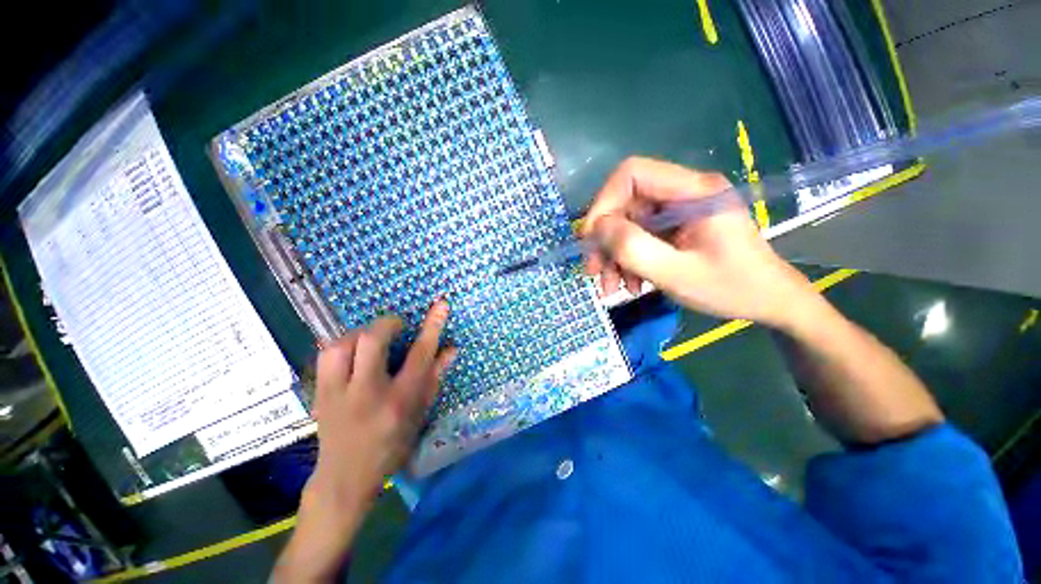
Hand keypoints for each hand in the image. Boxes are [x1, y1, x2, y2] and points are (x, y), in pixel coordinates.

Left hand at [308, 300, 455, 513]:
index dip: (432, 326)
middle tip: (397, 326)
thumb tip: (451, 348)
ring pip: (340, 345)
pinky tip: (352, 351)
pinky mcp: (319, 394)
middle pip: (371, 341)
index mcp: (399, 401)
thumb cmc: (391, 446)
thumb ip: (434, 377)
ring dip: (360, 333)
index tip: (440, 305)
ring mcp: (337, 393)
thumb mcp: (420, 414)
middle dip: (387, 324)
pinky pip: (325, 356)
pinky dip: (342, 345)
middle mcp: (367, 393)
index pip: (420, 355)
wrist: (345, 477)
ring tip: (372, 338)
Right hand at [582, 157, 819, 327]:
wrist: (768, 301)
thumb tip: (598, 228)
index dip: (603, 202)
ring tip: (612, 288)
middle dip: (604, 240)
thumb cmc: (731, 288)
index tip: (590, 239)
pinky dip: (627, 262)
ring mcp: (678, 211)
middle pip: (625, 203)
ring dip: (613, 256)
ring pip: (627, 224)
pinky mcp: (675, 228)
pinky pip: (638, 238)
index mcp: (693, 191)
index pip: (632, 174)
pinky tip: (630, 284)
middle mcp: (683, 193)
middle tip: (593, 272)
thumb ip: (634, 248)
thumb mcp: (677, 273)